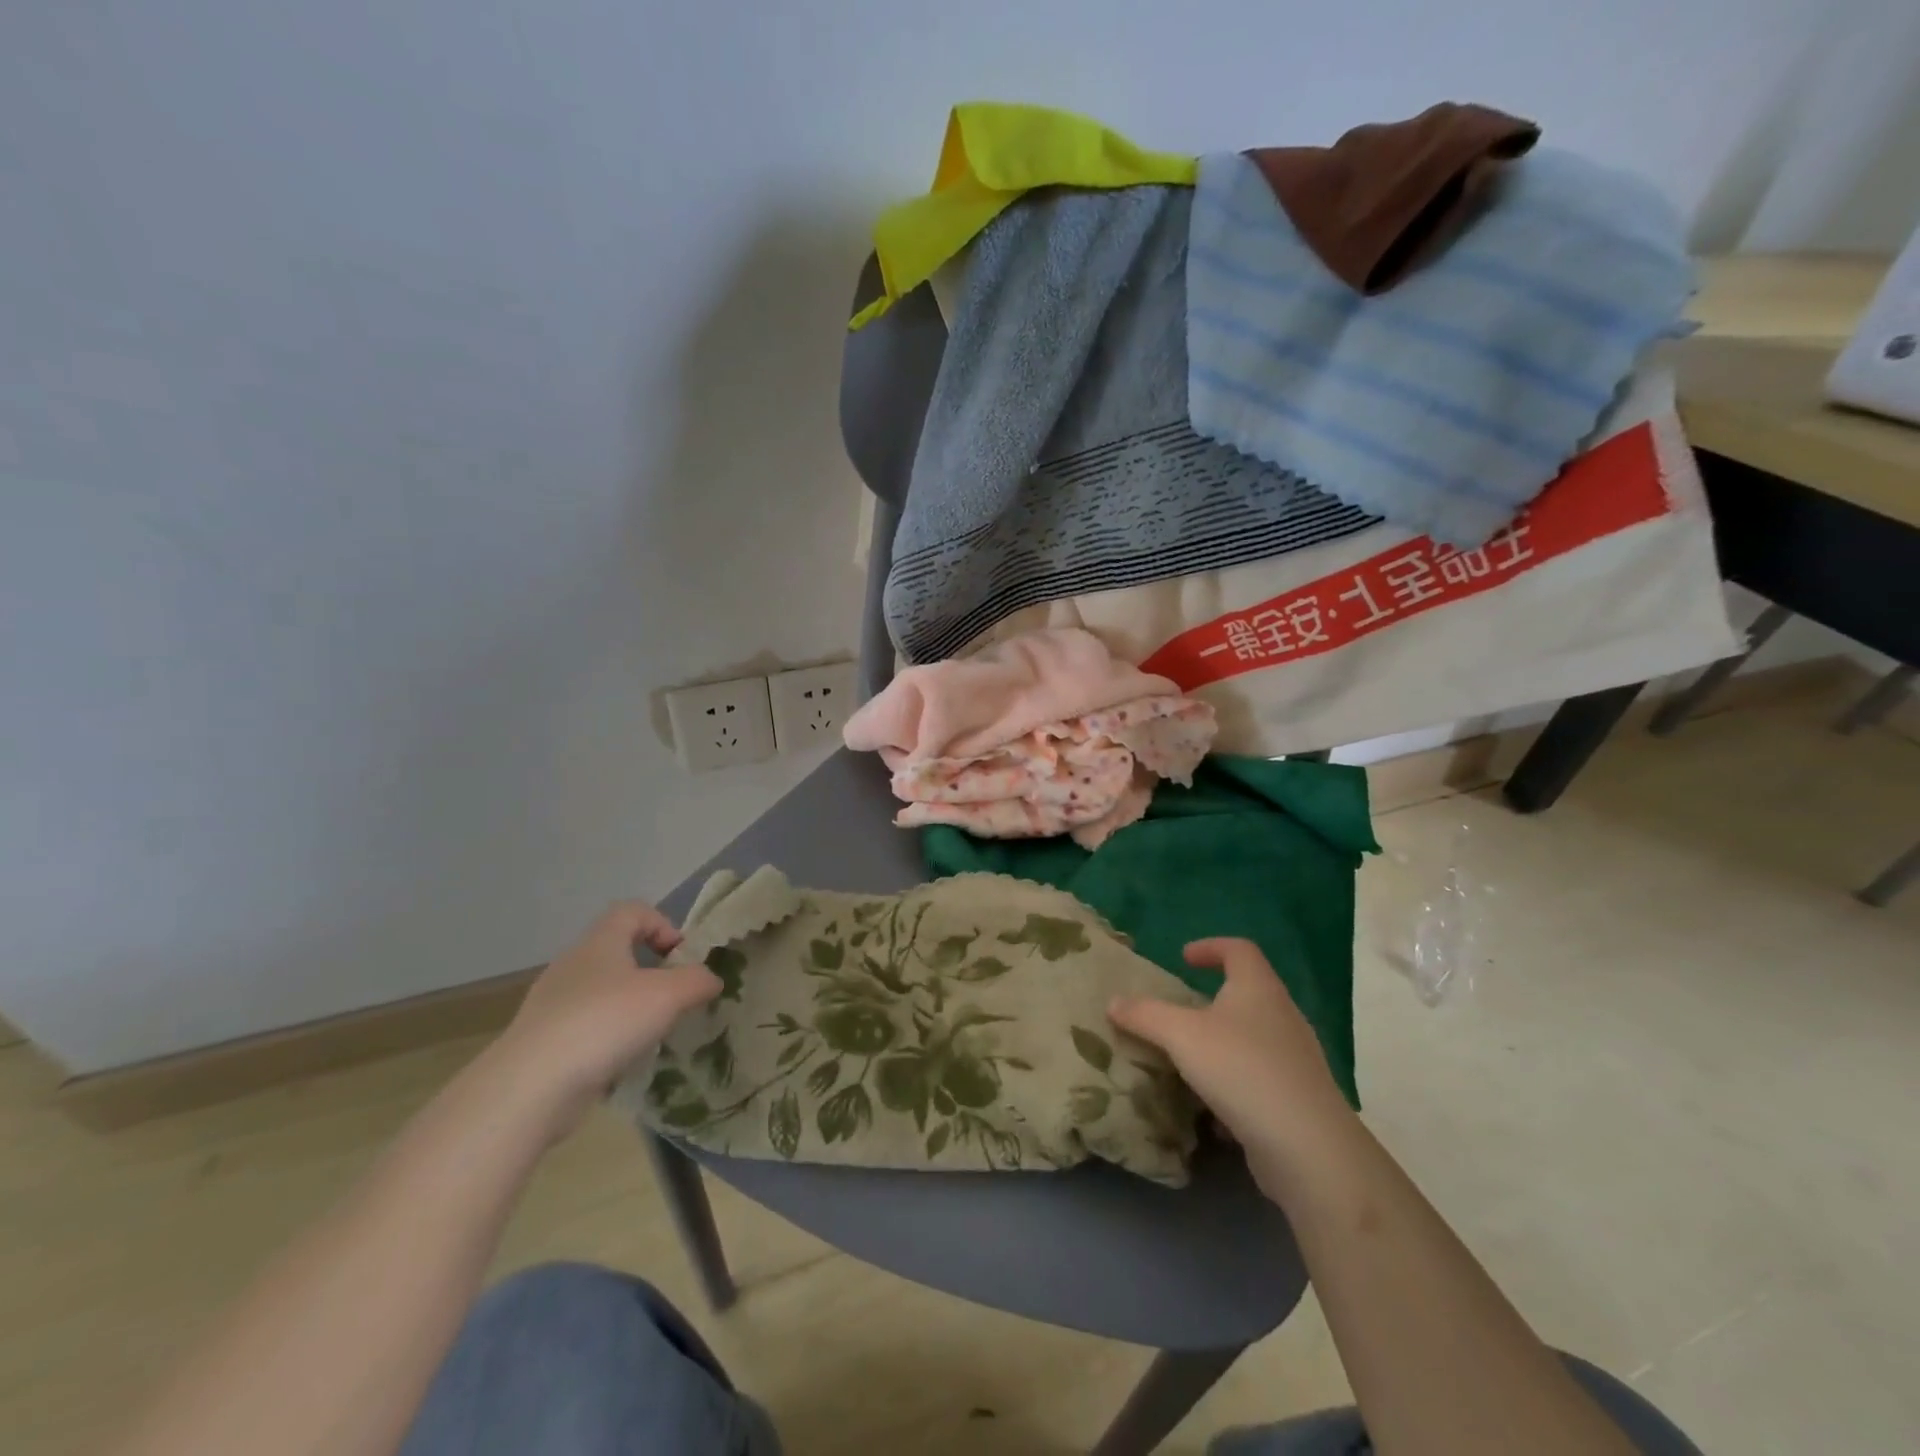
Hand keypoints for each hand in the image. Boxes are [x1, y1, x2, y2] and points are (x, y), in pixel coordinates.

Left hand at [485, 902, 720, 1140]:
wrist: (530, 1087)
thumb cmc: (605, 1022)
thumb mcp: (668, 995)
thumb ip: (697, 981)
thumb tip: (711, 979)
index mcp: (600, 942)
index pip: (632, 911)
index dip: (662, 925)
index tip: (681, 958)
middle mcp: (573, 965)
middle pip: (617, 951)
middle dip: (650, 971)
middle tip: (673, 998)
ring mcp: (552, 1004)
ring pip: (601, 992)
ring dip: (630, 1007)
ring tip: (651, 1034)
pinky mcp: (543, 1041)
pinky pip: (585, 1027)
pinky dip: (607, 1038)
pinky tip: (620, 1061)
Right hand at [1108, 938, 1356, 1199]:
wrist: (1307, 1147)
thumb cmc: (1242, 1069)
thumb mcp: (1181, 1035)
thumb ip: (1145, 1015)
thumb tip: (1113, 1002)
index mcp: (1258, 988)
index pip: (1239, 949)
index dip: (1211, 947)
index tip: (1183, 958)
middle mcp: (1282, 1016)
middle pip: (1248, 993)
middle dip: (1212, 998)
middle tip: (1179, 1011)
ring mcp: (1295, 1059)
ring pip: (1253, 1038)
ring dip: (1221, 1043)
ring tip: (1189, 1058)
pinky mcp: (1298, 1098)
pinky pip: (1260, 1077)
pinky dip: (1234, 1082)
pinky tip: (1211, 1106)